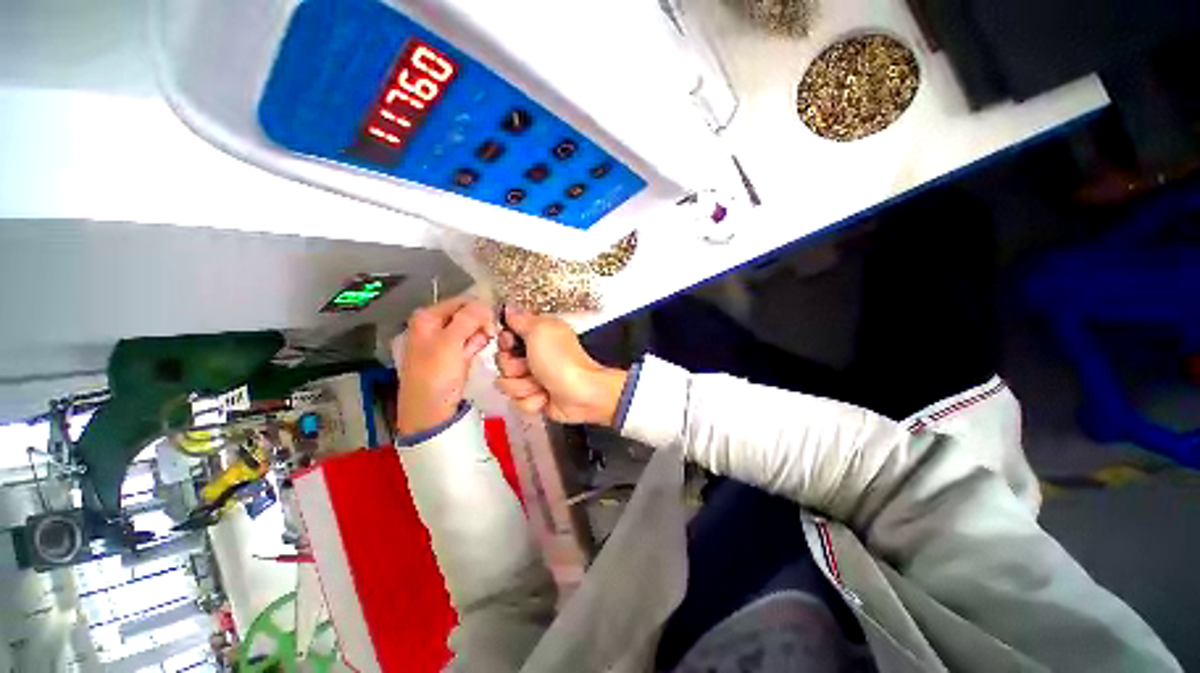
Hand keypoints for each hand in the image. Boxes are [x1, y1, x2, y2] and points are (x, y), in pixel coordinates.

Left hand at [393, 298, 496, 435]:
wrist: (429, 412)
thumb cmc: (435, 375)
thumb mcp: (450, 344)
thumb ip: (467, 319)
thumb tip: (484, 303)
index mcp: (428, 317)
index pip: (462, 302)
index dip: (479, 310)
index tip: (492, 325)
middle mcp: (435, 325)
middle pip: (468, 314)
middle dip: (480, 325)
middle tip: (488, 338)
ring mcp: (445, 340)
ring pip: (472, 328)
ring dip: (480, 337)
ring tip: (475, 351)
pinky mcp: (454, 353)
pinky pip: (471, 341)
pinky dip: (476, 346)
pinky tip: (474, 355)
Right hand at [494, 307, 626, 425]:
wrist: (581, 394)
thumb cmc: (563, 361)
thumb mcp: (540, 330)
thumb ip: (520, 319)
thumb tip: (509, 309)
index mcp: (538, 334)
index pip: (505, 336)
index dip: (504, 342)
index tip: (511, 345)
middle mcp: (534, 355)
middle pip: (502, 361)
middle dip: (512, 367)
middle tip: (529, 367)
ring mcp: (535, 377)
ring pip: (507, 384)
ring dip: (522, 386)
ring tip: (541, 384)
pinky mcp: (536, 397)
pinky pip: (517, 401)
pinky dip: (531, 400)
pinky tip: (545, 396)